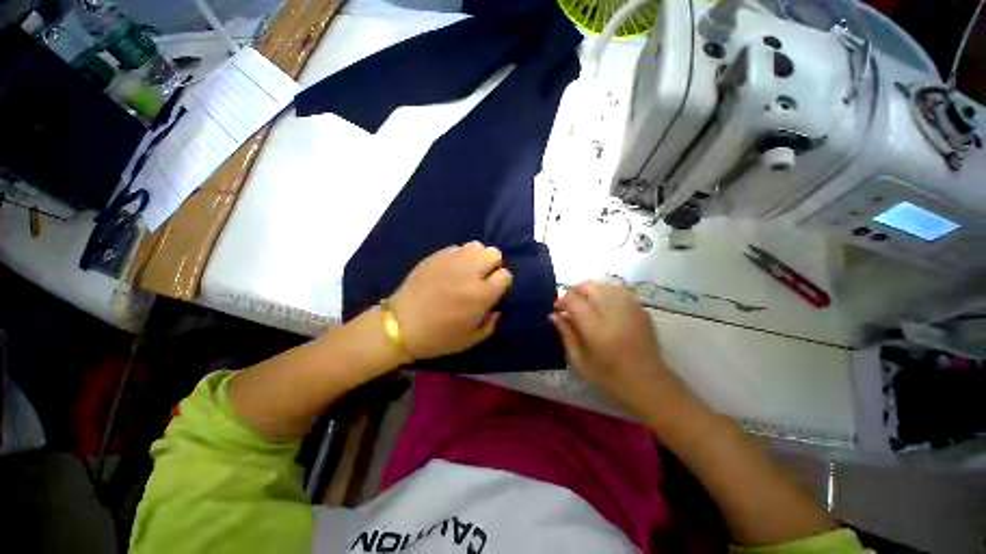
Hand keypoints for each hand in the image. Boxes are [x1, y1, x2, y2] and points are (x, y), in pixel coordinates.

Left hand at [390, 242, 512, 359]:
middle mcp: (470, 272)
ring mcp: (451, 261)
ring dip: (477, 257)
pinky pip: (456, 248)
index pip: (505, 275)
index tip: (495, 290)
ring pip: (475, 245)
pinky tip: (451, 269)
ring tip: (468, 271)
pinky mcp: (435, 256)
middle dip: (493, 265)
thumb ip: (491, 324)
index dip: (502, 283)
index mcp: (481, 294)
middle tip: (483, 278)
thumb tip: (496, 309)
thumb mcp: (471, 339)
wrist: (401, 325)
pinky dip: (459, 256)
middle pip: (493, 253)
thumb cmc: (439, 337)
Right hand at [551, 282, 675, 409]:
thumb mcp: (579, 360)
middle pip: (589, 286)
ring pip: (604, 285)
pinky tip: (604, 308)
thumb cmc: (609, 376)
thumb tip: (554, 315)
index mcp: (597, 329)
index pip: (574, 300)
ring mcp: (630, 309)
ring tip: (587, 306)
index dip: (562, 300)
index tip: (557, 309)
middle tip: (571, 307)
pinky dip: (606, 294)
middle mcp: (614, 313)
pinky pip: (619, 291)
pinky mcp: (641, 309)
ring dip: (591, 292)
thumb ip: (566, 334)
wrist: (648, 382)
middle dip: (575, 292)